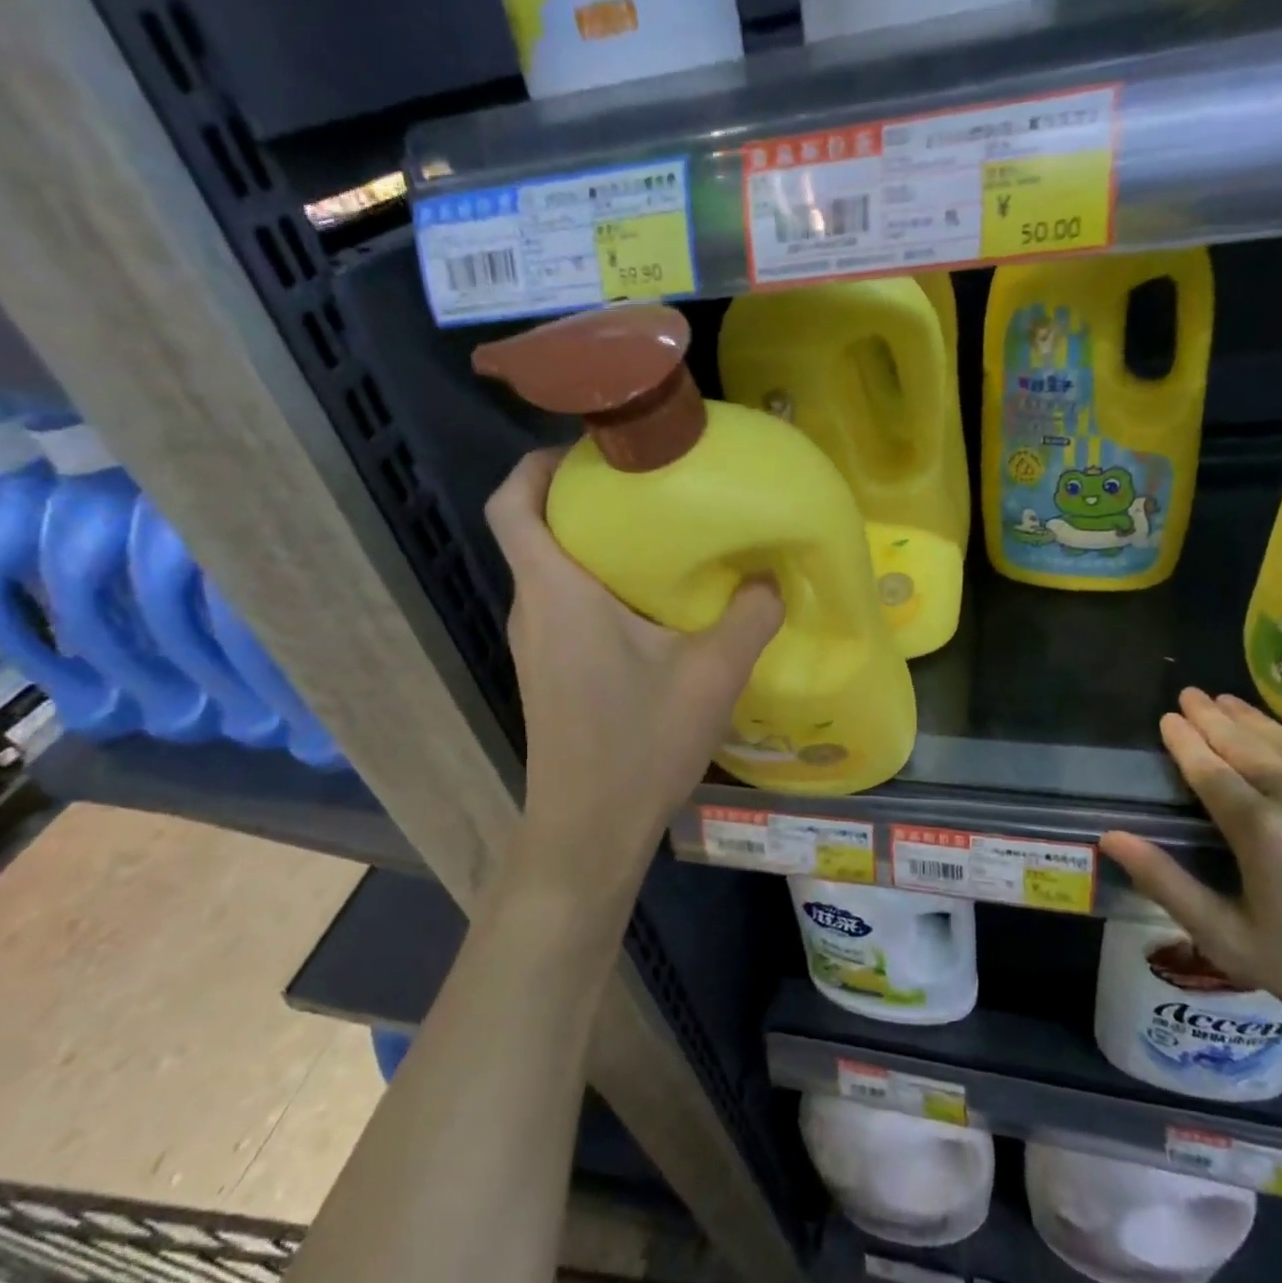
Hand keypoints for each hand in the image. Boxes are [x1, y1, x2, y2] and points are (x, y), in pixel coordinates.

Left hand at [485, 449, 782, 876]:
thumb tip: (770, 577)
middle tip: (648, 485)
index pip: (511, 503)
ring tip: (659, 536)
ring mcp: (535, 643)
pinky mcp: (548, 670)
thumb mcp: (711, 675)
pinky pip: (564, 604)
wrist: (588, 831)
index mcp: (557, 591)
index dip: (537, 464)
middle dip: (583, 497)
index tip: (592, 451)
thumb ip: (748, 617)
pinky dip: (597, 584)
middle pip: (535, 529)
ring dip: (594, 543)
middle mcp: (533, 608)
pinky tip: (653, 604)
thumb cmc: (638, 745)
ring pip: (551, 569)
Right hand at [1099, 689, 1281, 1066]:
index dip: (1185, 742)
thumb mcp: (1231, 940)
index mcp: (1261, 830)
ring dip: (1255, 721)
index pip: (1209, 770)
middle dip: (1214, 717)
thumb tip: (1110, 837)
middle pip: (1247, 746)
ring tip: (1229, 701)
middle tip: (1191, 694)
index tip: (1169, 717)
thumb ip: (1167, 883)